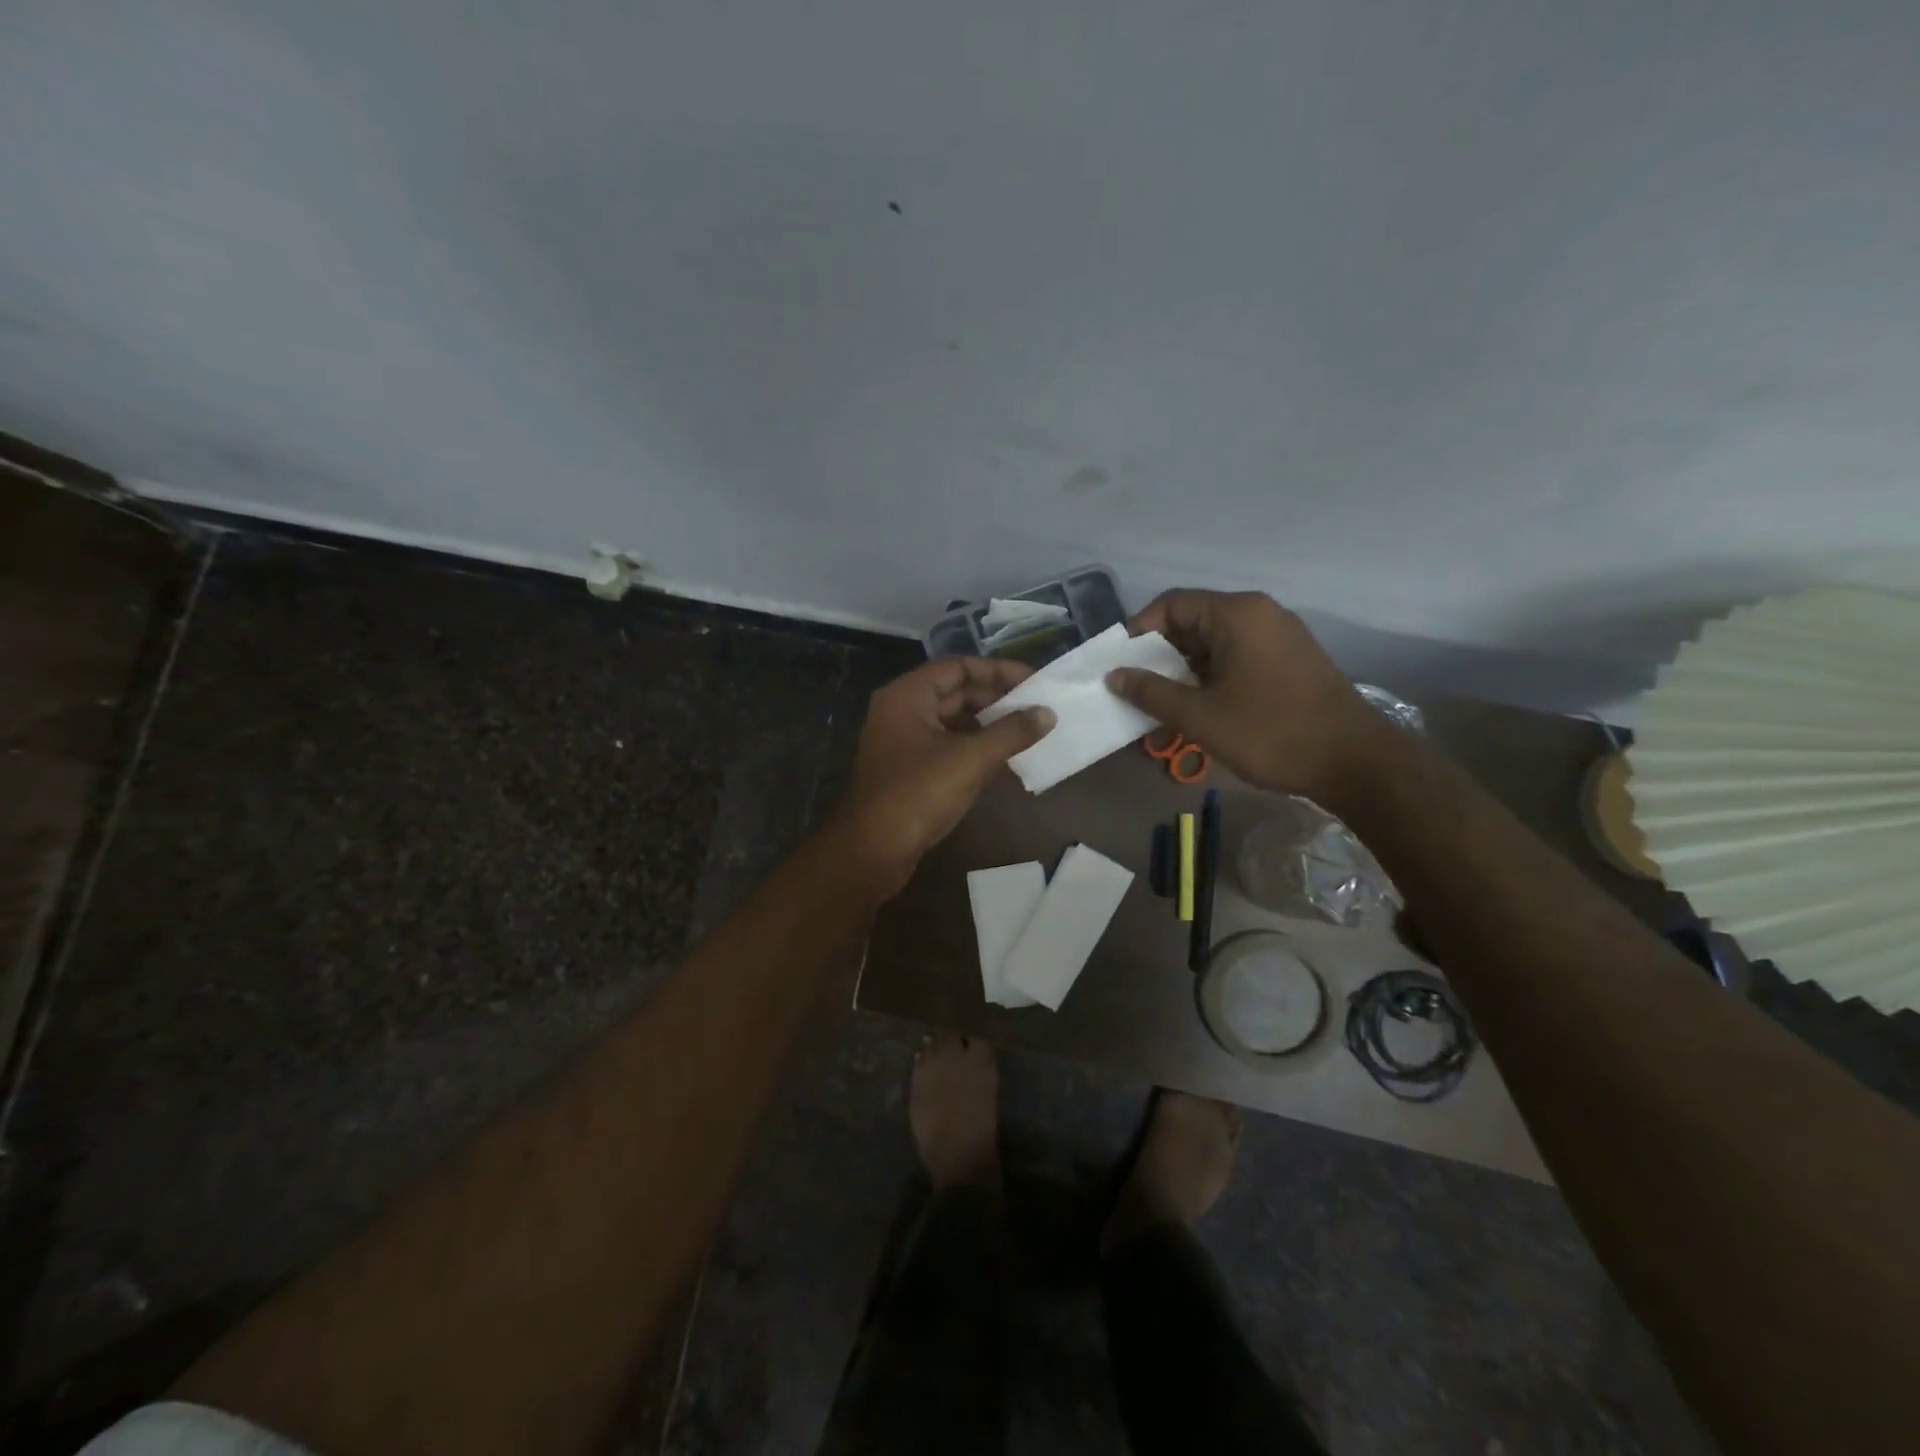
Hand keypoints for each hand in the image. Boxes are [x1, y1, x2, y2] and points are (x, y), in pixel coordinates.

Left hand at [830, 657, 1054, 895]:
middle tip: (1038, 707)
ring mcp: (904, 743)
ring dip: (988, 724)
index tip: (1034, 681)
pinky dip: (975, 748)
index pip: (958, 667)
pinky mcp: (910, 771)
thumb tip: (1048, 713)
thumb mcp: (970, 760)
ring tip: (1029, 730)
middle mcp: (902, 711)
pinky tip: (1006, 758)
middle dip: (996, 699)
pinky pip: (948, 747)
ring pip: (953, 722)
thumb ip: (1011, 733)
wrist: (870, 852)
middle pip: (955, 693)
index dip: (998, 671)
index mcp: (908, 696)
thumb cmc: (917, 795)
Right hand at [1106, 590, 1387, 803]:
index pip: (1171, 604)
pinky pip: (1237, 660)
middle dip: (1159, 659)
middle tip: (1137, 694)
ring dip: (1184, 676)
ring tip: (1163, 714)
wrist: (1354, 762)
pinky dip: (1211, 681)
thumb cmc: (1270, 732)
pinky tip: (1198, 715)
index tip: (1120, 666)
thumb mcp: (1200, 716)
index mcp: (1237, 614)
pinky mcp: (1289, 661)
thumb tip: (1115, 675)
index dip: (1138, 632)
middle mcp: (1259, 614)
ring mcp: (1278, 637)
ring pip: (1214, 646)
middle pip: (1192, 624)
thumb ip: (1151, 692)